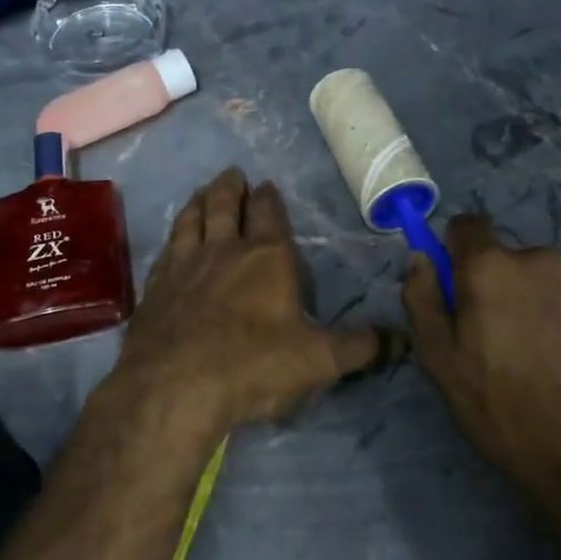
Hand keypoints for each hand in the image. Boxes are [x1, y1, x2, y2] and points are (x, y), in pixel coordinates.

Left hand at [115, 169, 382, 434]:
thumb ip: (360, 346)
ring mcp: (185, 264)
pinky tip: (173, 240)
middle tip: (233, 174)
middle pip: (225, 204)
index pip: (268, 213)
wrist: (174, 385)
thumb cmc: (253, 365)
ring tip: (203, 191)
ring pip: (192, 218)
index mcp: (267, 256)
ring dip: (199, 201)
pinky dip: (174, 235)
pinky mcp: (157, 285)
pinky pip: (167, 247)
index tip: (266, 185)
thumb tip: (403, 339)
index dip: (268, 197)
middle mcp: (224, 249)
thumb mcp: (319, 359)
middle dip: (231, 187)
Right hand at [403, 215, 560, 507]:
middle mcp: (539, 258)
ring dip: (539, 299)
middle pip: (509, 257)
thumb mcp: (442, 362)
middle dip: (501, 284)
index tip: (459, 284)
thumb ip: (423, 300)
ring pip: (548, 277)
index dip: (458, 250)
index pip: (467, 225)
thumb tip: (421, 258)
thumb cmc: (505, 410)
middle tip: (503, 337)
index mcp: (490, 267)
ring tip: (546, 353)